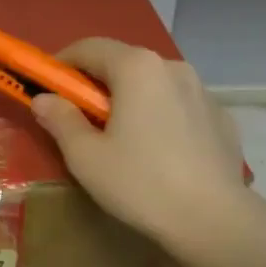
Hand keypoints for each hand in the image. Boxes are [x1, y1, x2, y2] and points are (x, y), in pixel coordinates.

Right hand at [31, 38, 249, 256]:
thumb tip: (44, 99)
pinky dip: (159, 117)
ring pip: (154, 85)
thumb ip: (61, 120)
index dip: (61, 64)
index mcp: (137, 68)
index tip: (46, 88)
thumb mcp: (85, 156)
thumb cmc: (139, 183)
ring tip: (120, 139)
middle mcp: (173, 67)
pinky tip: (157, 153)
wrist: (213, 219)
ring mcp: (203, 92)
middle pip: (124, 63)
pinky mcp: (221, 119)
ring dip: (130, 100)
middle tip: (78, 118)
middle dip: (96, 84)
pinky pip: (179, 108)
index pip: (90, 47)